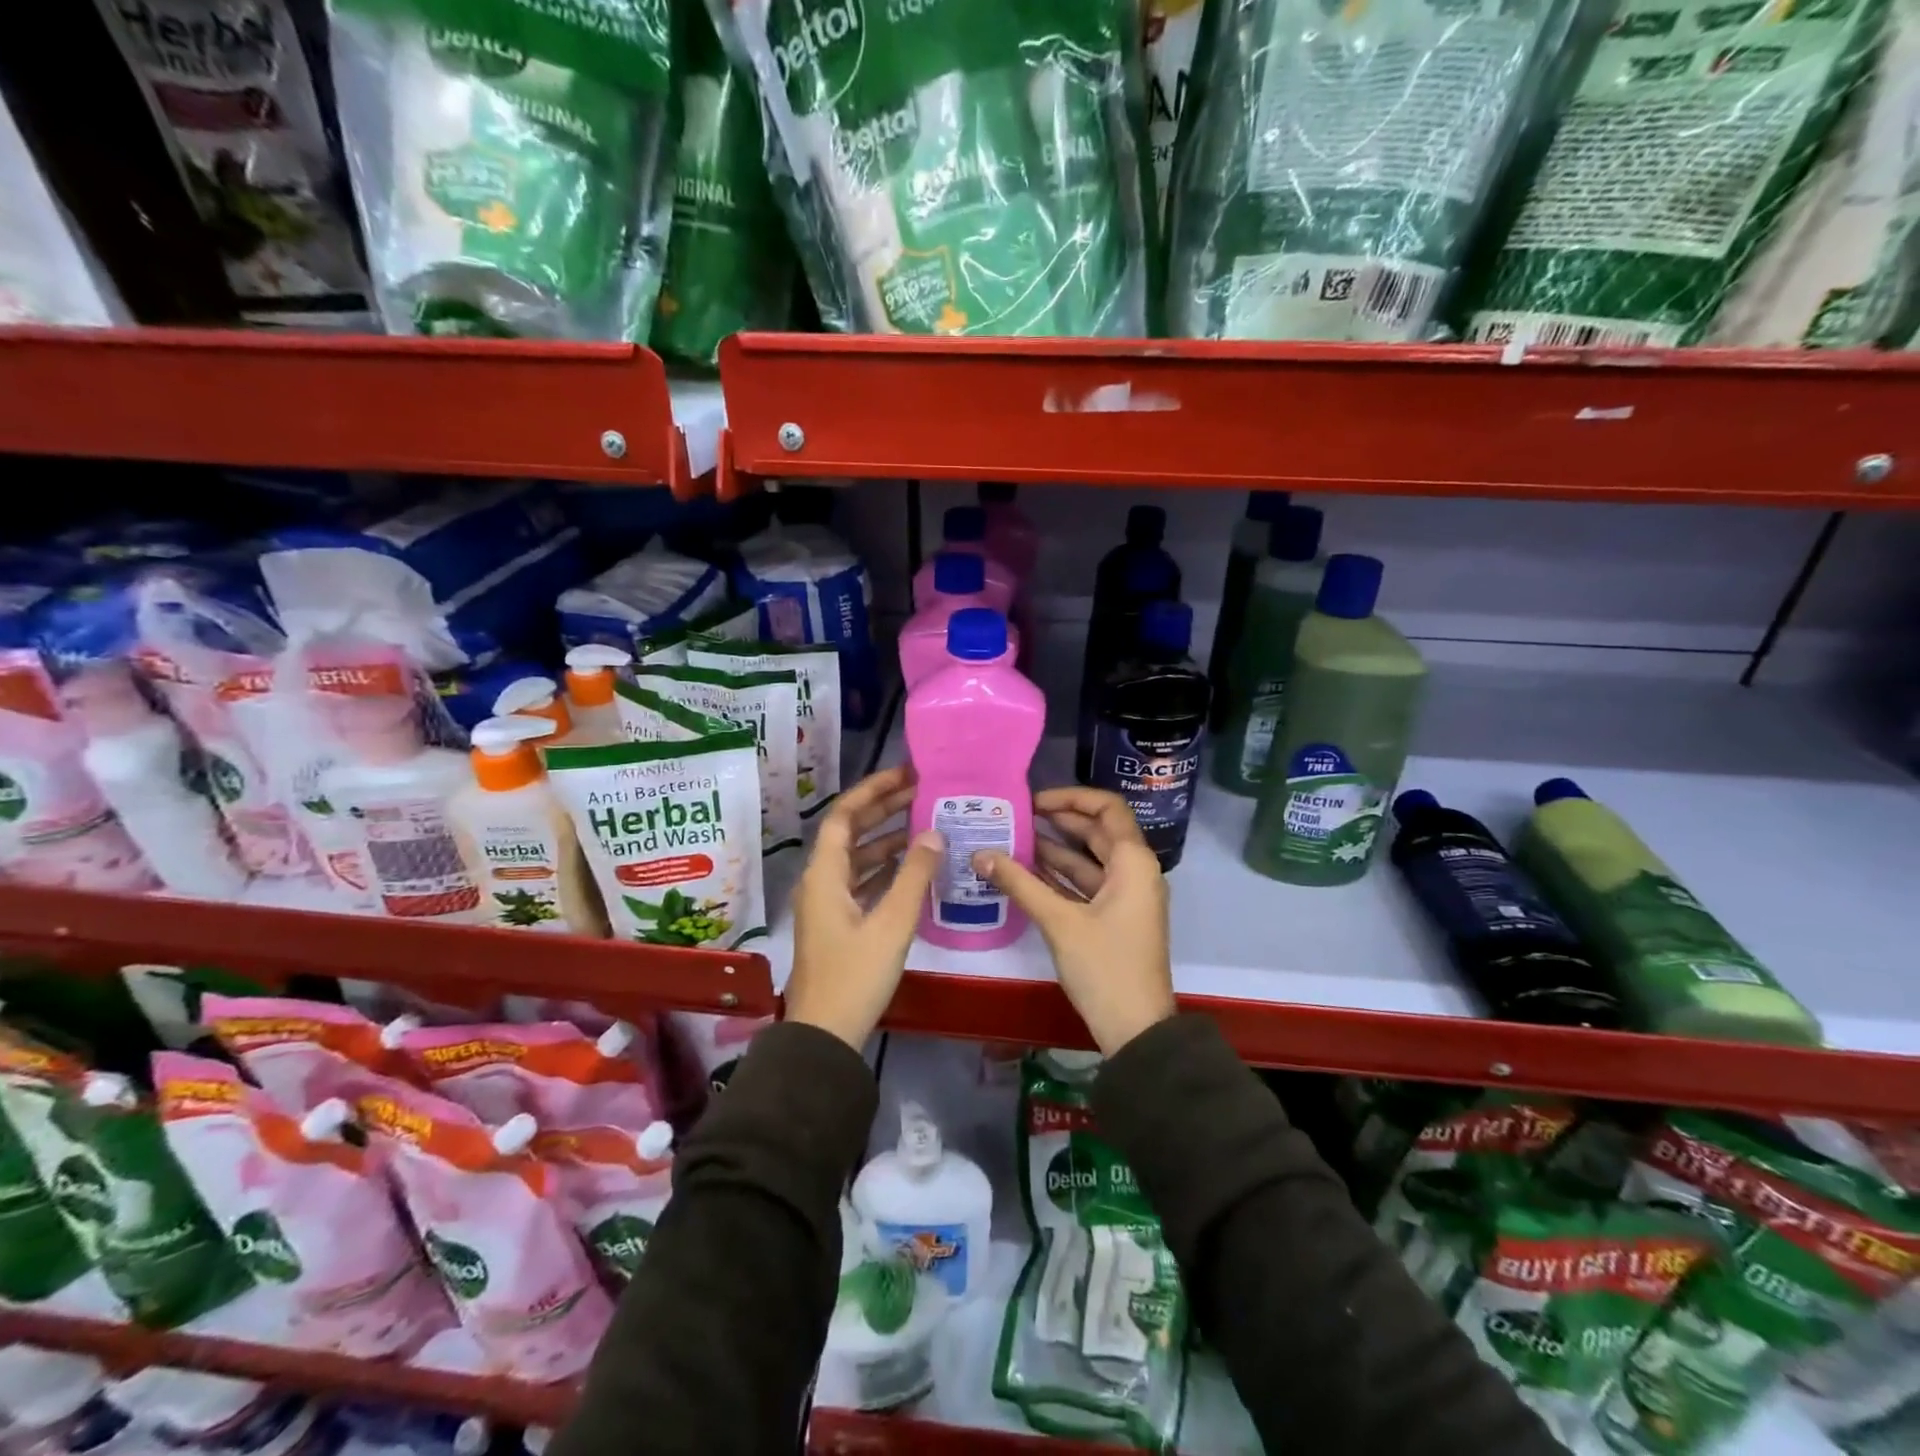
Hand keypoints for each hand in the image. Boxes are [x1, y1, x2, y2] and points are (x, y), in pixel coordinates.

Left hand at [786, 765, 942, 1049]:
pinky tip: (914, 865)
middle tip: (922, 791)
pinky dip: (886, 867)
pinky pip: (862, 881)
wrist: (825, 1036)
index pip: (845, 815)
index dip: (873, 790)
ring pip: (858, 857)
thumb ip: (914, 876)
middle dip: (883, 809)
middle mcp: (821, 881)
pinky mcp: (839, 923)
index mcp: (824, 874)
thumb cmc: (855, 976)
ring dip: (887, 838)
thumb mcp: (891, 924)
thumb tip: (933, 833)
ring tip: (925, 822)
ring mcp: (828, 903)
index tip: (905, 774)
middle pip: (851, 832)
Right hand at [974, 787, 1174, 1055]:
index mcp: (1133, 862)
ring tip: (1011, 840)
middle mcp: (1134, 871)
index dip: (1071, 797)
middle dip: (1058, 821)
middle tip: (1016, 817)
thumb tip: (980, 854)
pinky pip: (1085, 885)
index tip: (1034, 801)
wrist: (1136, 1030)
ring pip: (1088, 860)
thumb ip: (1019, 883)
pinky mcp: (1113, 918)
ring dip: (1054, 850)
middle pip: (1096, 832)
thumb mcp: (1060, 922)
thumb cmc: (1105, 967)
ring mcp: (1125, 897)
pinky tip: (1023, 873)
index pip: (1107, 808)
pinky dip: (1058, 877)